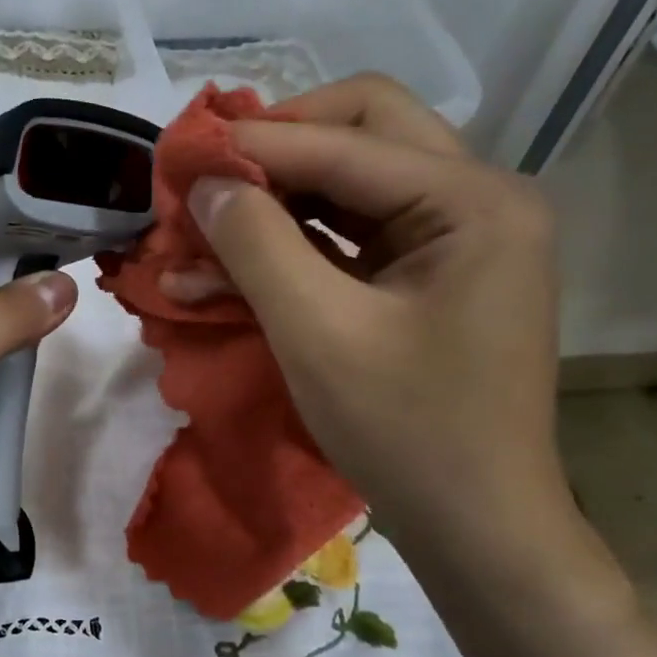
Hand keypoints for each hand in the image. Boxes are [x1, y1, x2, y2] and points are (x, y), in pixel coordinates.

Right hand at [164, 74, 568, 554]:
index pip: (347, 142)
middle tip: (208, 174)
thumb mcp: (317, 334)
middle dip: (277, 148)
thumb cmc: (405, 431)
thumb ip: (258, 246)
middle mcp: (477, 200)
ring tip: (205, 224)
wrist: (475, 523)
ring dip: (277, 197)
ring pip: (354, 181)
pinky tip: (234, 265)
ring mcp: (457, 239)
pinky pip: (353, 235)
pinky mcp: (429, 277)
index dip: (254, 144)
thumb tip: (206, 182)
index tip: (179, 155)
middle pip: (364, 132)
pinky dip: (293, 243)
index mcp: (473, 202)